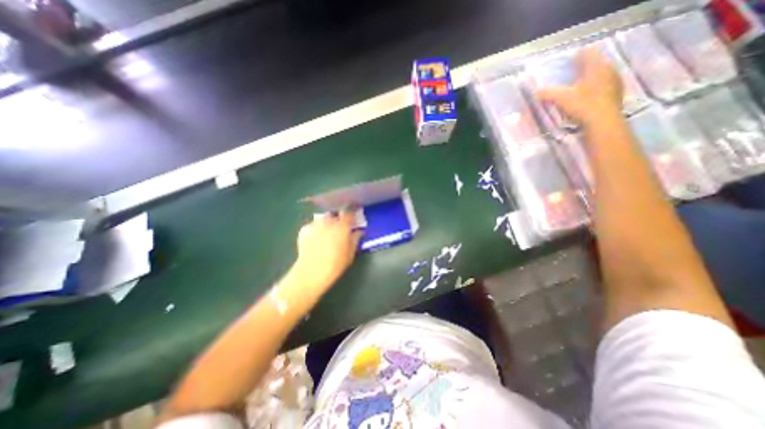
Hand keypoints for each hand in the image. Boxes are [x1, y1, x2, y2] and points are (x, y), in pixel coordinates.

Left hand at [293, 209, 362, 288]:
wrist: (311, 272)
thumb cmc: (336, 264)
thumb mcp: (351, 253)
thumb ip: (356, 239)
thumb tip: (359, 231)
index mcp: (342, 226)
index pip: (349, 212)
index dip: (352, 213)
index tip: (353, 217)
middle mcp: (329, 221)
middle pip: (335, 214)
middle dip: (338, 219)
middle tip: (339, 228)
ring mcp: (315, 224)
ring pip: (323, 219)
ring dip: (326, 223)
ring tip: (326, 234)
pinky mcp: (304, 229)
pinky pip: (313, 225)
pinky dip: (316, 229)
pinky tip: (315, 240)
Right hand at [534, 47, 623, 127]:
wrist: (603, 122)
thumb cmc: (583, 106)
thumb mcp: (561, 99)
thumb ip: (548, 93)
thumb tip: (536, 92)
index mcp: (597, 66)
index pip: (588, 53)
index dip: (577, 56)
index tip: (568, 62)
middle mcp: (609, 70)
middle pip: (596, 63)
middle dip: (583, 68)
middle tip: (571, 75)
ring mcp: (615, 81)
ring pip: (601, 74)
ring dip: (590, 78)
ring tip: (578, 86)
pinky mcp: (616, 94)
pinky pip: (605, 85)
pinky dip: (595, 88)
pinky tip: (587, 97)